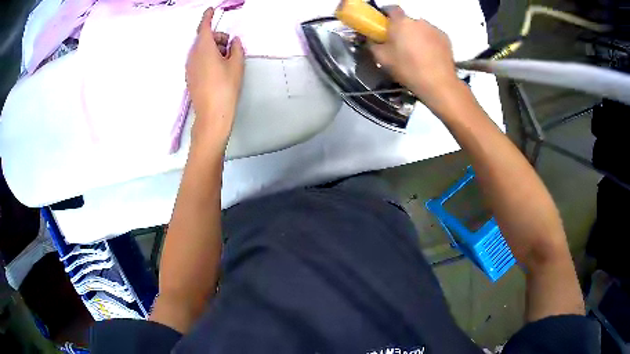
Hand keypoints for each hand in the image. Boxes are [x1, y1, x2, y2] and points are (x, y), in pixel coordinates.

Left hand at [186, 7, 244, 147]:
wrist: (212, 114)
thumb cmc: (226, 87)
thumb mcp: (237, 64)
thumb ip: (236, 48)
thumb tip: (233, 42)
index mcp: (204, 48)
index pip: (204, 27)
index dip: (208, 17)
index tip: (211, 10)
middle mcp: (193, 55)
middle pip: (204, 39)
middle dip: (217, 37)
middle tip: (231, 47)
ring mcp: (190, 67)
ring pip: (201, 50)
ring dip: (213, 48)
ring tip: (227, 61)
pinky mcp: (190, 77)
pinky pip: (198, 60)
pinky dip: (208, 58)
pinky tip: (218, 70)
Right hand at [370, 7, 460, 111]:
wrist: (438, 83)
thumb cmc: (407, 69)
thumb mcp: (382, 59)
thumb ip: (373, 44)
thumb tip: (372, 39)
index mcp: (401, 22)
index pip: (391, 8)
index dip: (386, 14)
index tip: (384, 23)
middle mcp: (418, 21)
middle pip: (407, 21)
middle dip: (402, 28)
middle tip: (399, 44)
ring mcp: (434, 28)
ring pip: (421, 28)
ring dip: (417, 35)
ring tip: (416, 53)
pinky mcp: (446, 38)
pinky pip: (433, 36)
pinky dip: (429, 42)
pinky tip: (429, 56)